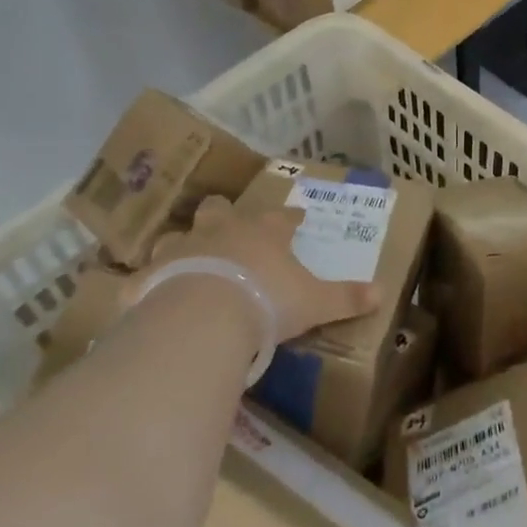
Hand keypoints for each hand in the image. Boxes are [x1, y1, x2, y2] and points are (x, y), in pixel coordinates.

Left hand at [133, 196, 379, 343]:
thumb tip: (382, 292)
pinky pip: (144, 276)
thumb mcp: (315, 302)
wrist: (203, 317)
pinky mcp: (148, 277)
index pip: (282, 217)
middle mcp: (221, 231)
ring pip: (178, 235)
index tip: (297, 219)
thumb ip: (346, 297)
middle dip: (225, 213)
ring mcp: (180, 250)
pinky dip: (147, 283)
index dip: (291, 218)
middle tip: (231, 225)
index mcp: (263, 232)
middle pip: (220, 209)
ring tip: (188, 258)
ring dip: (184, 244)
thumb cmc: (266, 301)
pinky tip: (147, 295)